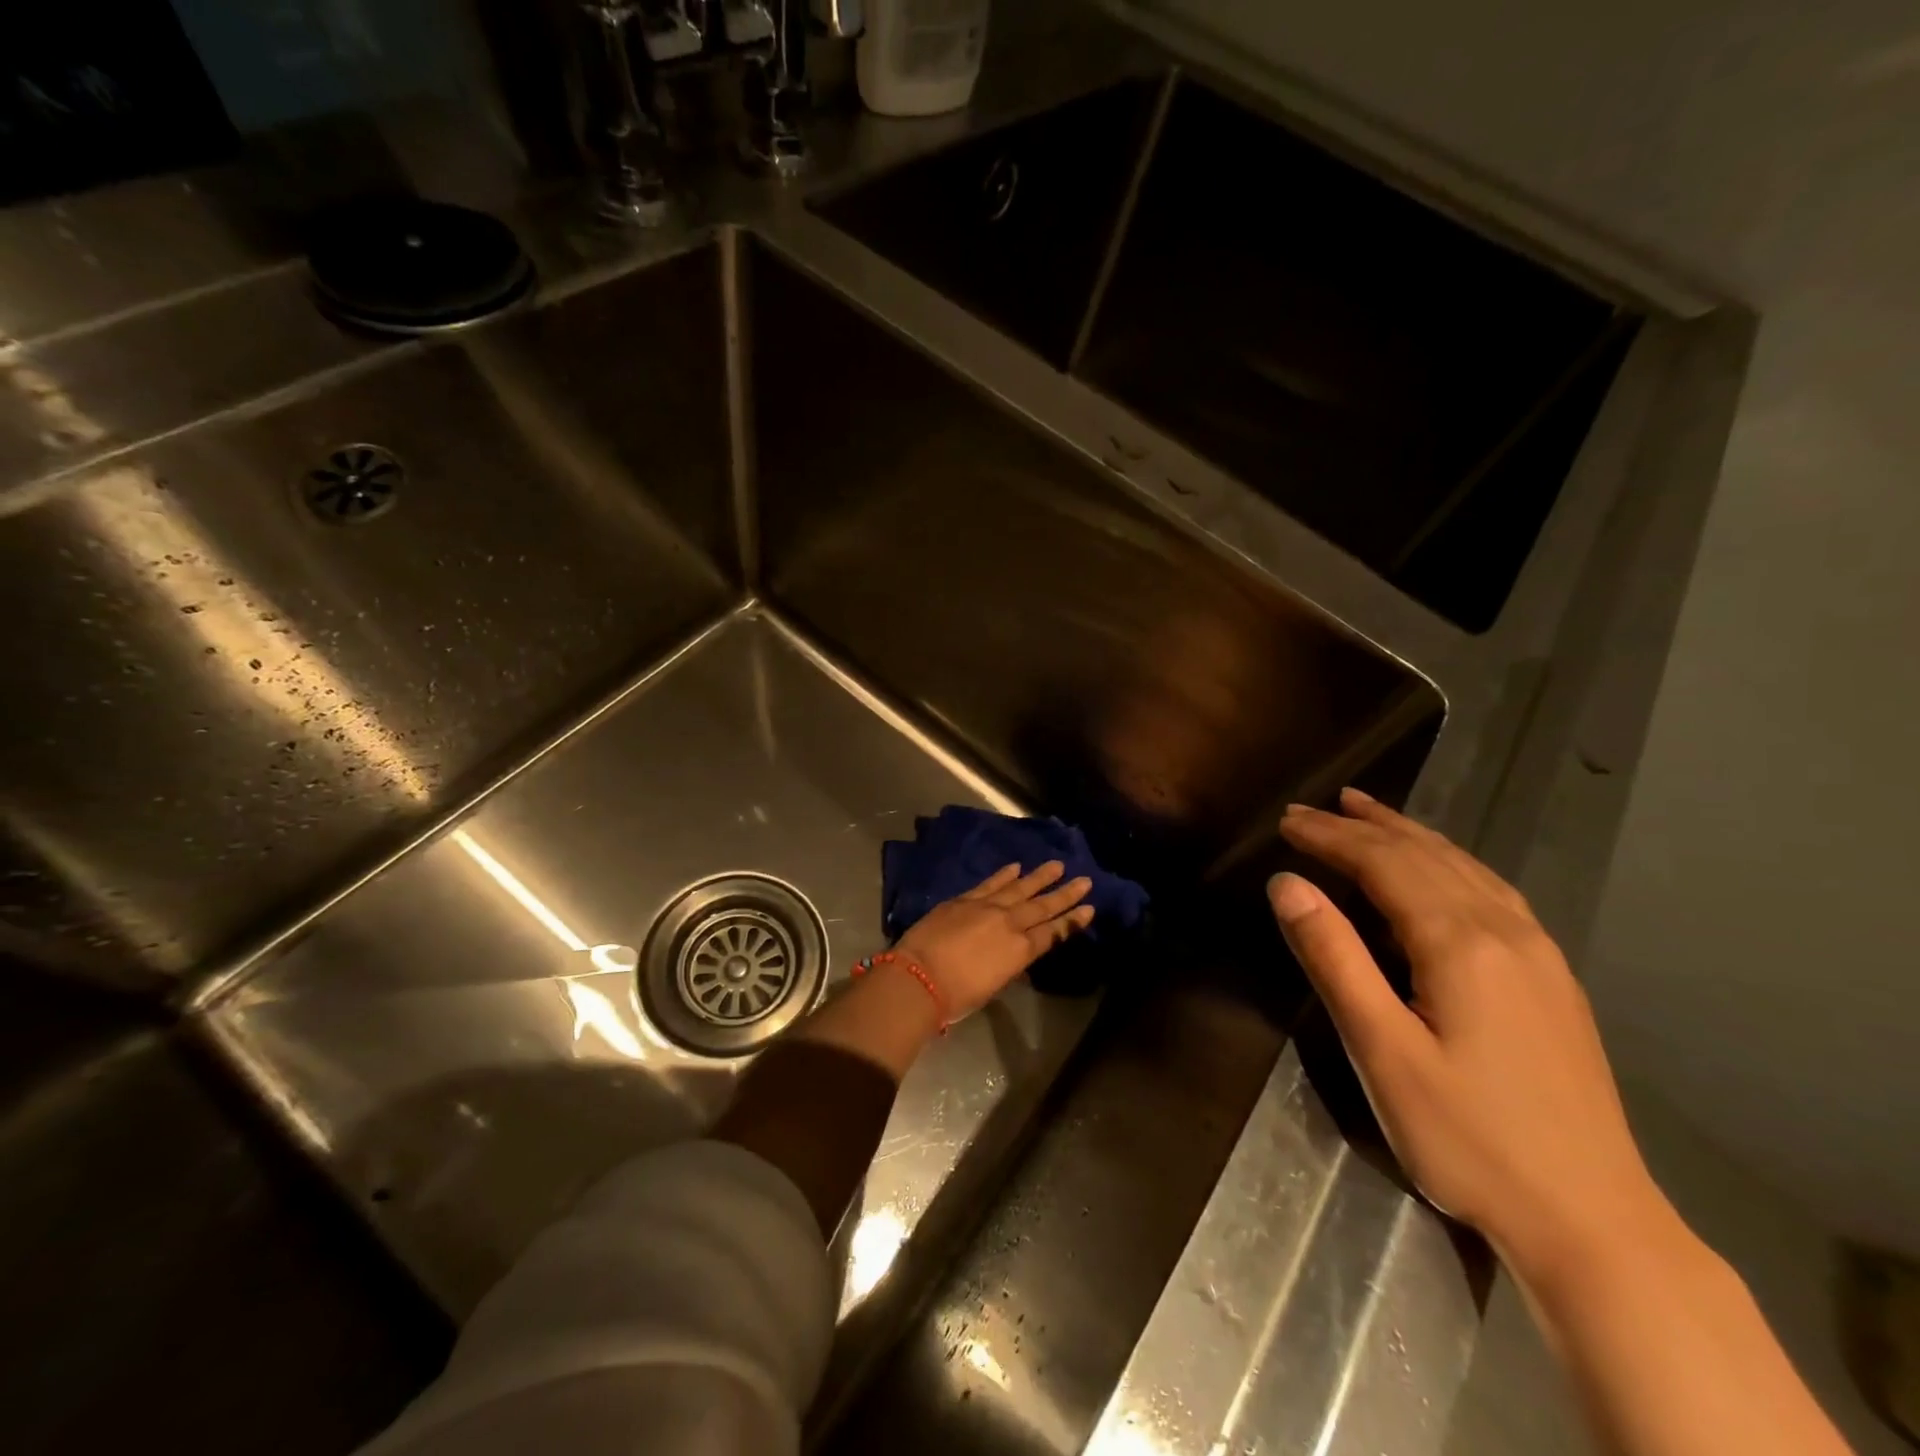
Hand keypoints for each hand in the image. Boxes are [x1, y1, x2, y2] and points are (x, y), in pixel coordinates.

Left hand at [897, 861, 1094, 1020]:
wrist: (920, 976)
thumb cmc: (958, 995)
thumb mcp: (994, 984)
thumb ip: (1008, 964)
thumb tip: (1016, 952)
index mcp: (1020, 950)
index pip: (1053, 933)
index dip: (1072, 921)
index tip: (1089, 908)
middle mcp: (1009, 923)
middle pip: (1042, 906)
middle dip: (1065, 894)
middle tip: (1084, 880)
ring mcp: (987, 907)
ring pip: (1020, 888)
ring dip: (1039, 877)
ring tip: (1057, 865)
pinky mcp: (965, 899)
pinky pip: (991, 883)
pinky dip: (1004, 875)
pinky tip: (1017, 866)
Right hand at [1268, 788, 1663, 1277]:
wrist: (1593, 1222)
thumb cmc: (1468, 1137)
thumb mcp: (1381, 1050)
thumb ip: (1333, 958)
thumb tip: (1287, 883)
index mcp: (1460, 944)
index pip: (1383, 864)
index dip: (1331, 836)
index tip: (1286, 819)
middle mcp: (1505, 932)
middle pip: (1423, 855)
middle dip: (1362, 826)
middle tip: (1311, 808)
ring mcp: (1538, 953)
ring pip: (1463, 866)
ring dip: (1408, 833)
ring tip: (1366, 811)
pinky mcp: (1551, 978)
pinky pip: (1491, 890)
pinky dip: (1448, 860)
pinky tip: (1439, 867)